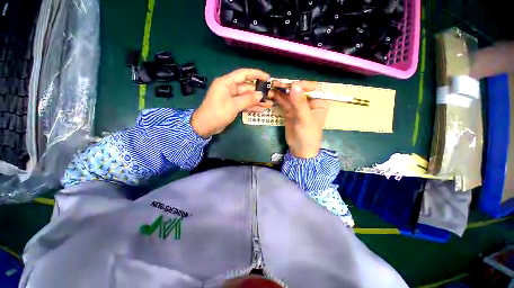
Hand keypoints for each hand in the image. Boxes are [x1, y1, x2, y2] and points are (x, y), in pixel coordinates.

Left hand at [191, 69, 272, 137]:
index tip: (267, 78)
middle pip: (247, 88)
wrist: (206, 126)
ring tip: (269, 104)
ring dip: (257, 101)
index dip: (256, 74)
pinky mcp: (232, 106)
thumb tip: (260, 95)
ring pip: (246, 97)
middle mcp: (229, 88)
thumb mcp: (233, 105)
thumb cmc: (217, 113)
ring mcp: (231, 98)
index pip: (243, 74)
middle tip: (270, 96)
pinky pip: (244, 104)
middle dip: (258, 92)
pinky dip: (251, 107)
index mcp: (227, 83)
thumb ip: (248, 99)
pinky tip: (261, 110)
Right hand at [272, 81, 328, 157]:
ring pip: (290, 96)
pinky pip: (284, 103)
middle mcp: (309, 102)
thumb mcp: (305, 119)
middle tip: (276, 84)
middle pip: (299, 90)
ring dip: (281, 92)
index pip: (312, 88)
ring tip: (271, 88)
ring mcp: (298, 106)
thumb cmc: (308, 135)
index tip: (291, 86)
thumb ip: (299, 103)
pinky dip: (278, 99)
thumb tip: (294, 85)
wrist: (300, 149)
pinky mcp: (290, 111)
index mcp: (319, 102)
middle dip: (288, 87)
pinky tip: (272, 95)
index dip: (302, 84)